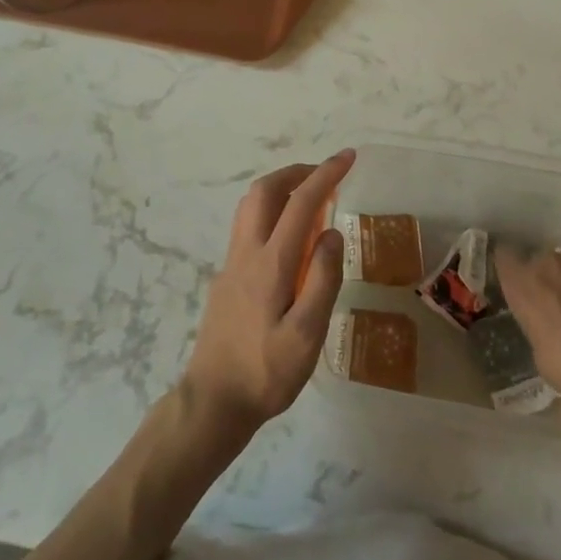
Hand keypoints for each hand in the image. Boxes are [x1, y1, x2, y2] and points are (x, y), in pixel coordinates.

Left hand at [179, 150, 354, 440]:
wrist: (212, 401)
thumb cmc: (265, 373)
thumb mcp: (307, 335)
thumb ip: (322, 280)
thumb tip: (333, 233)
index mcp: (271, 263)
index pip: (301, 203)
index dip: (326, 175)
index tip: (348, 158)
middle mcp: (247, 253)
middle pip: (265, 191)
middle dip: (297, 172)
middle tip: (327, 175)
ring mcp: (232, 264)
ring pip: (251, 206)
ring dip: (281, 189)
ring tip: (311, 199)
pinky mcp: (227, 278)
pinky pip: (248, 226)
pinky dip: (272, 212)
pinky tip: (289, 238)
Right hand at [494, 243, 560, 437]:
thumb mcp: (537, 348)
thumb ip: (534, 319)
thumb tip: (544, 319)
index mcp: (522, 282)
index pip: (504, 255)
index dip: (510, 266)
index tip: (515, 278)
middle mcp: (548, 262)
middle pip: (540, 257)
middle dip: (545, 274)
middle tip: (554, 298)